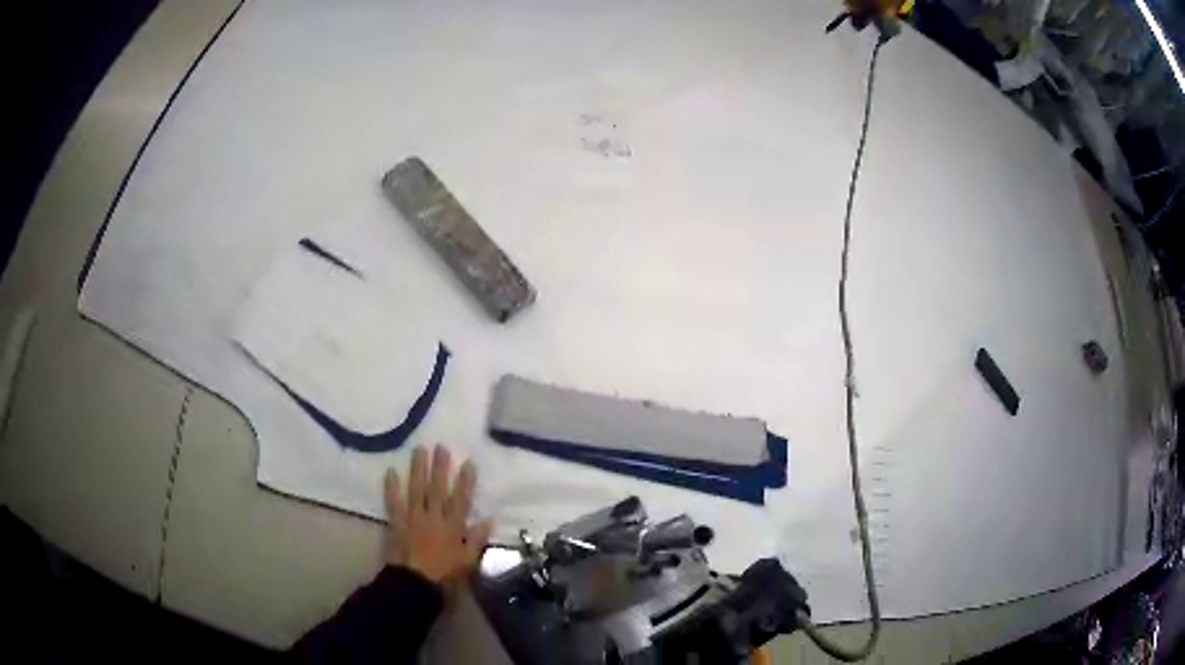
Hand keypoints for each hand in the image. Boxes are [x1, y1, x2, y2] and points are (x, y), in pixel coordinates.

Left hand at [384, 445, 492, 593]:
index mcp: (453, 527)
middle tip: (440, 447)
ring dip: (417, 469)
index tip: (468, 462)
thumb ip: (477, 540)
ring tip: (419, 450)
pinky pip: (393, 503)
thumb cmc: (445, 576)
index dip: (465, 481)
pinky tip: (390, 472)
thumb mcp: (468, 562)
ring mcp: (413, 518)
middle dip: (439, 467)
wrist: (414, 584)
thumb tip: (489, 519)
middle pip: (437, 489)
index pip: (461, 500)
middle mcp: (433, 517)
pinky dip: (391, 488)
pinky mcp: (397, 523)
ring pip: (416, 490)